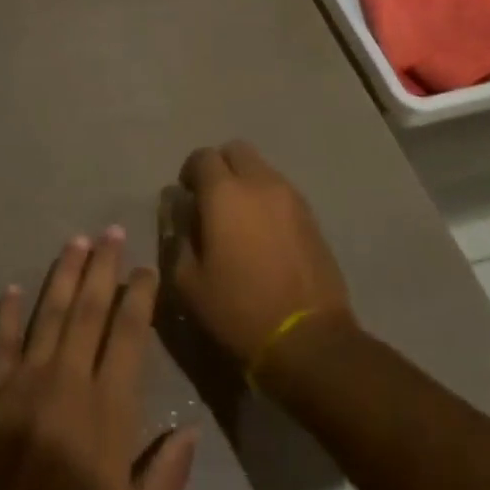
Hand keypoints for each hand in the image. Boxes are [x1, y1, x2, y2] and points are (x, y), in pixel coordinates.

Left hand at [0, 230, 196, 489]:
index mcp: (108, 409)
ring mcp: (26, 381)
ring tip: (75, 241)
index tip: (145, 268)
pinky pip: (1, 341)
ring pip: (50, 313)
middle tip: (110, 231)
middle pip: (89, 309)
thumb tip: (189, 430)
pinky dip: (6, 312)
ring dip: (63, 274)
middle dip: (102, 266)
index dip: (138, 296)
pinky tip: (11, 288)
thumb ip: (167, 477)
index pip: (128, 334)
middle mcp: (68, 380)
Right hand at [165, 142, 354, 368]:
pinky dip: (267, 200)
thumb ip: (178, 238)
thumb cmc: (239, 310)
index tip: (187, 198)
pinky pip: (282, 191)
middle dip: (220, 167)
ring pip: (262, 169)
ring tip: (240, 220)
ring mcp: (291, 197)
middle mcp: (260, 183)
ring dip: (246, 182)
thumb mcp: (189, 282)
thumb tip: (180, 213)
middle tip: (212, 200)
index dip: (190, 172)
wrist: (309, 339)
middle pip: (236, 150)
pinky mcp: (312, 217)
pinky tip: (263, 234)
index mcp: (224, 193)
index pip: (202, 157)